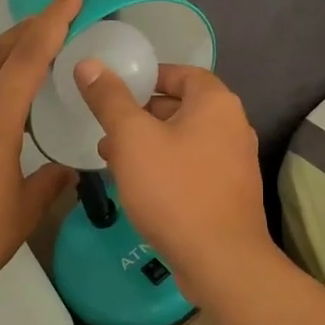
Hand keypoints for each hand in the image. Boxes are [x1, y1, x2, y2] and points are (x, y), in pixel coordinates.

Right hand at [73, 60, 277, 305]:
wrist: (220, 261)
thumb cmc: (174, 190)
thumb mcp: (132, 138)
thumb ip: (110, 99)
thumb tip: (89, 63)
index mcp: (216, 104)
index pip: (182, 73)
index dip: (149, 76)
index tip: (117, 89)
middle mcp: (234, 126)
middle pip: (182, 107)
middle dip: (141, 114)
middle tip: (107, 127)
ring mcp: (235, 163)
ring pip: (184, 140)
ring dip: (149, 144)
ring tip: (112, 158)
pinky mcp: (229, 193)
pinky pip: (192, 167)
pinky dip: (166, 167)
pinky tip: (138, 187)